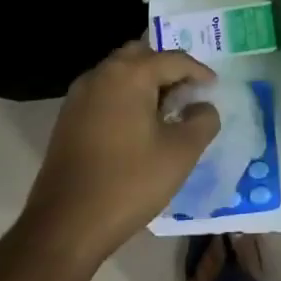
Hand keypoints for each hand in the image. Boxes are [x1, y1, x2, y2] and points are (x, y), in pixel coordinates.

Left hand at [18, 41, 220, 269]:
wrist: (65, 226)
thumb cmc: (129, 183)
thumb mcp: (181, 152)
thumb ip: (203, 120)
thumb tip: (202, 107)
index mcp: (129, 75)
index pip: (173, 59)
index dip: (199, 71)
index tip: (214, 88)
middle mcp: (100, 75)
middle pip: (141, 55)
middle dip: (168, 68)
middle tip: (188, 91)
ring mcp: (79, 96)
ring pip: (120, 73)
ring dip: (145, 82)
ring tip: (167, 110)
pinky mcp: (68, 119)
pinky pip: (105, 92)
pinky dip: (126, 97)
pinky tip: (139, 126)